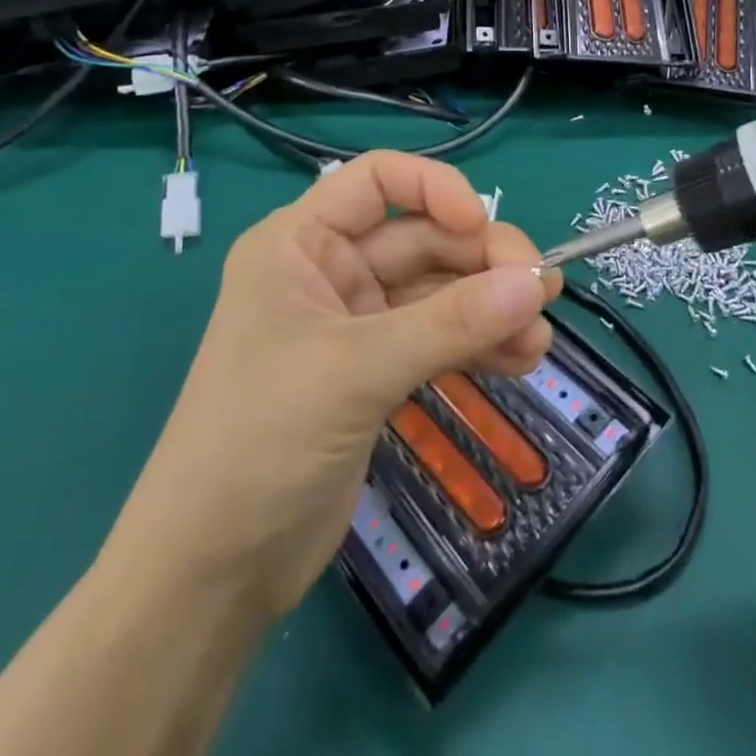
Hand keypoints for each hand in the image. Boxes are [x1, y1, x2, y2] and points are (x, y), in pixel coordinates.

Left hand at [100, 152, 557, 621]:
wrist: (211, 575)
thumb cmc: (261, 443)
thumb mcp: (356, 371)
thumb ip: (450, 324)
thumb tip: (537, 283)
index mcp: (300, 243)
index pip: (379, 180)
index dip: (436, 189)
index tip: (482, 228)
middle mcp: (329, 270)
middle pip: (423, 238)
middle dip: (483, 263)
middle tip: (544, 292)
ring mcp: (355, 323)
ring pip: (438, 292)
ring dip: (491, 308)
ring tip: (540, 340)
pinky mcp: (376, 371)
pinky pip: (439, 338)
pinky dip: (479, 344)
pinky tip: (521, 361)